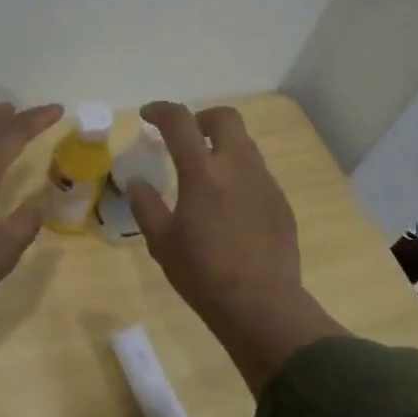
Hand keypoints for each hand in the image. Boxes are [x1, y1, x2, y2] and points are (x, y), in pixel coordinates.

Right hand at [129, 102, 346, 394]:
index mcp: (202, 172)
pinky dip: (238, 173)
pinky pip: (257, 173)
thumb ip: (146, 205)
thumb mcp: (162, 242)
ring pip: (244, 145)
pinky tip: (228, 206)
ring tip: (205, 175)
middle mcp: (238, 166)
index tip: (148, 116)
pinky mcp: (281, 202)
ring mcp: (265, 182)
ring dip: (222, 147)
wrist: (261, 305)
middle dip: (202, 119)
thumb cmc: (203, 274)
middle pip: (225, 118)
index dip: (161, 111)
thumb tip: (136, 180)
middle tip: (185, 139)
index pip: (180, 121)